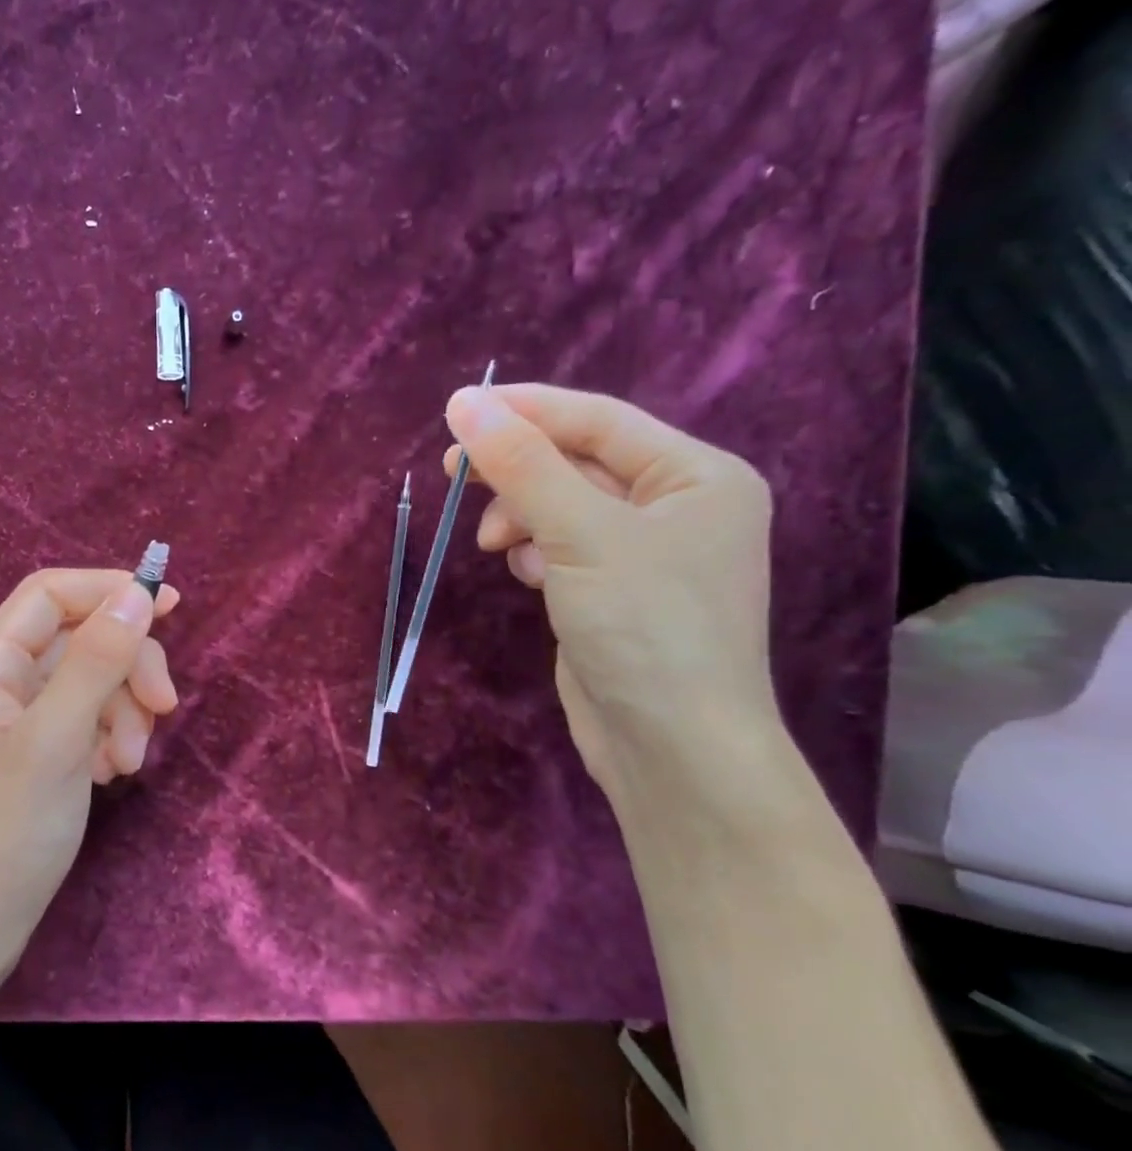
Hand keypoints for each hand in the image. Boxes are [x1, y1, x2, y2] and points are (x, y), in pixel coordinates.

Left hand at [0, 567, 179, 994]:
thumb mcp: (54, 742)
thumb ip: (96, 662)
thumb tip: (138, 593)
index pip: (52, 594)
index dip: (110, 590)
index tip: (171, 608)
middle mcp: (0, 682)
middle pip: (80, 639)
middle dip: (127, 667)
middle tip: (164, 708)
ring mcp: (19, 723)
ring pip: (90, 683)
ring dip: (124, 711)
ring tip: (129, 763)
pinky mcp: (37, 758)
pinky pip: (86, 723)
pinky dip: (109, 739)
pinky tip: (110, 776)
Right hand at [443, 383, 775, 792]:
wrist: (671, 747)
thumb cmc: (645, 626)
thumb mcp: (582, 534)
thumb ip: (522, 465)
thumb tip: (465, 404)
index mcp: (697, 476)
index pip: (600, 420)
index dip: (527, 410)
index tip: (457, 410)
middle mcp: (678, 507)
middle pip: (579, 464)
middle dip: (517, 469)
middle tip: (453, 471)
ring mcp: (646, 555)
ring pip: (564, 508)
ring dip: (522, 515)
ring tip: (493, 543)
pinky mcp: (614, 594)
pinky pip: (564, 548)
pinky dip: (536, 551)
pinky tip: (526, 574)